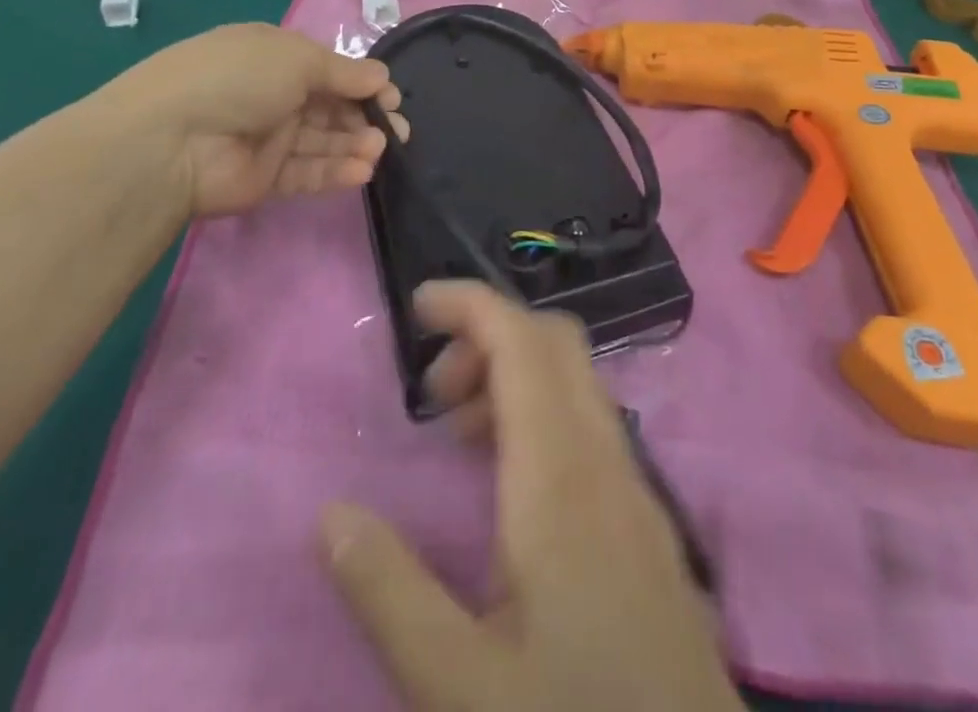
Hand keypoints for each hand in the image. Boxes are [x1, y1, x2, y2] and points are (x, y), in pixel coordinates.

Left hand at [88, 22, 405, 218]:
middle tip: (397, 131)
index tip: (391, 97)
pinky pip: (308, 172)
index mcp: (275, 57)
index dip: (363, 82)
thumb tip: (382, 77)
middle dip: (366, 116)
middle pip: (331, 106)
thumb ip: (344, 73)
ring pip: (323, 140)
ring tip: (380, 150)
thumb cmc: (238, 79)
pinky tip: (363, 171)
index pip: (330, 70)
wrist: (171, 140)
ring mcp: (268, 138)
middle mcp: (273, 94)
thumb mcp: (297, 58)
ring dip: (355, 144)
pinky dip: (336, 171)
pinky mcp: (265, 177)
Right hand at [320, 282, 740, 711]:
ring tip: (459, 441)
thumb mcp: (460, 689)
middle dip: (487, 337)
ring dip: (514, 380)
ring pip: (575, 384)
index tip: (418, 306)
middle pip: (554, 344)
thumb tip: (332, 514)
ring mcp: (635, 488)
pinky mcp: (645, 522)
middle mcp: (606, 459)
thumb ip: (389, 593)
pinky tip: (510, 492)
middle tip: (433, 394)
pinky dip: (541, 419)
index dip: (471, 304)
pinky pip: (590, 428)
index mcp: (561, 476)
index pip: (523, 341)